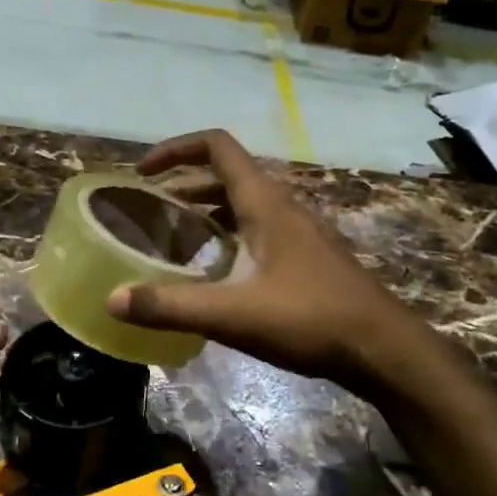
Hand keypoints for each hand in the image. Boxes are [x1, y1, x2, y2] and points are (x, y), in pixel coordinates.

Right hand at [105, 130, 410, 388]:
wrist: (384, 349)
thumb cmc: (311, 319)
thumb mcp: (234, 314)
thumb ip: (171, 306)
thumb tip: (113, 299)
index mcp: (264, 202)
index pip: (217, 146)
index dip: (176, 148)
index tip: (143, 172)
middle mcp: (282, 206)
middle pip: (226, 174)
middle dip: (184, 184)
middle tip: (150, 211)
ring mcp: (299, 231)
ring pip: (243, 204)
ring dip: (207, 210)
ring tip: (174, 237)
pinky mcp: (307, 256)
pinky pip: (258, 229)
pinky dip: (228, 235)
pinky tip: (216, 272)